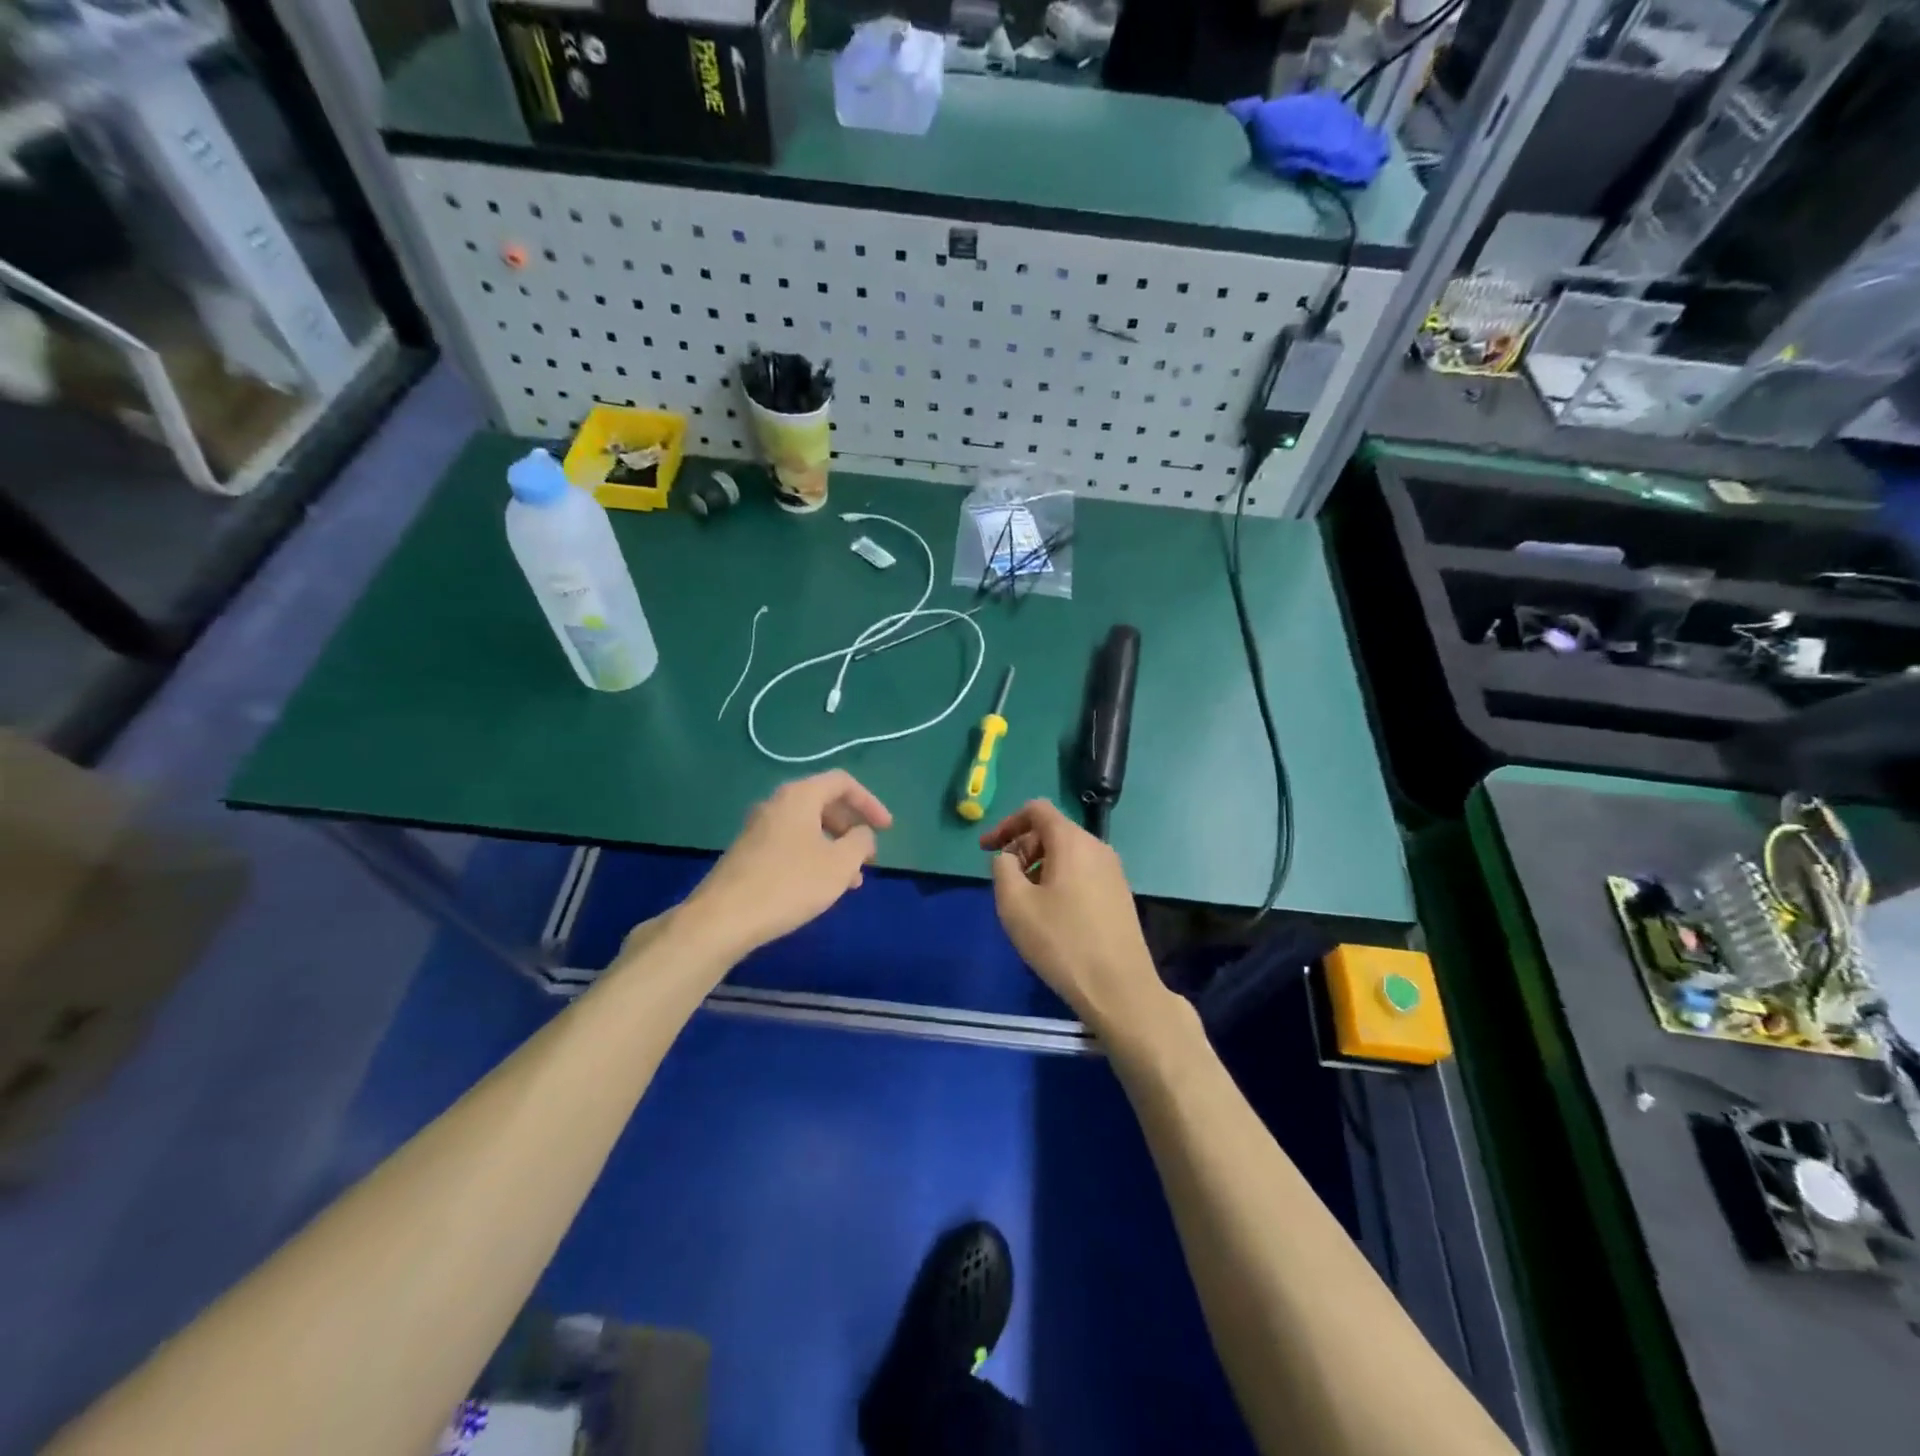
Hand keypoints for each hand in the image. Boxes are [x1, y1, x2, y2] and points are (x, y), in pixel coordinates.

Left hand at [683, 771, 892, 957]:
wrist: (723, 918)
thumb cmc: (789, 884)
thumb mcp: (839, 864)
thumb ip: (860, 842)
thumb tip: (862, 834)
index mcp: (799, 796)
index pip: (842, 782)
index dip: (870, 802)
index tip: (886, 829)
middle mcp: (776, 804)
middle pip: (824, 803)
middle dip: (852, 827)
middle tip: (868, 856)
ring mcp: (758, 828)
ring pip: (807, 827)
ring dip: (834, 847)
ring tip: (851, 880)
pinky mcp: (748, 852)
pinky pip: (790, 843)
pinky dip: (813, 856)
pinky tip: (819, 887)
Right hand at [982, 800, 1168, 1036]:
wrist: (1119, 988)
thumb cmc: (1062, 942)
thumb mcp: (1015, 904)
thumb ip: (1002, 869)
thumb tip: (1007, 858)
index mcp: (1072, 841)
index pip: (1036, 810)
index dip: (1006, 824)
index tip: (986, 849)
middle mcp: (1097, 847)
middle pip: (1052, 831)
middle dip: (1022, 848)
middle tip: (1005, 882)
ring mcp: (1113, 871)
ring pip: (1068, 854)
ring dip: (1039, 867)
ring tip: (1025, 902)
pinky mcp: (1119, 894)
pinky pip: (1082, 872)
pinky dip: (1060, 880)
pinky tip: (1052, 915)